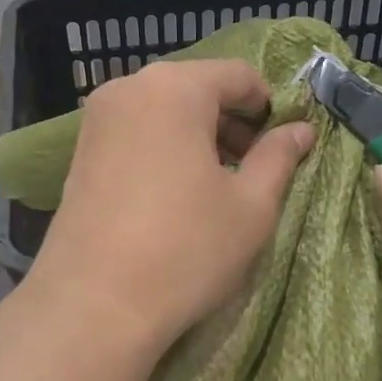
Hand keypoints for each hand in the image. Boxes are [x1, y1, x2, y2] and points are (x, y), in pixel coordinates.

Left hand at [24, 58, 314, 359]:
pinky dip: (164, 147)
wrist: (93, 305)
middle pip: (197, 88)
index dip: (269, 106)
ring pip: (164, 110)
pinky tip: (175, 192)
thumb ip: (279, 157)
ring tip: (216, 184)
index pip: (238, 74)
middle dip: (231, 121)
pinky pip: (136, 131)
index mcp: (175, 87)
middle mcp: (129, 88)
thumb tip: (302, 128)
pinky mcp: (79, 150)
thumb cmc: (185, 249)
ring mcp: (97, 118)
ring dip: (198, 135)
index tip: (282, 145)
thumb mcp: (251, 206)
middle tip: (252, 168)